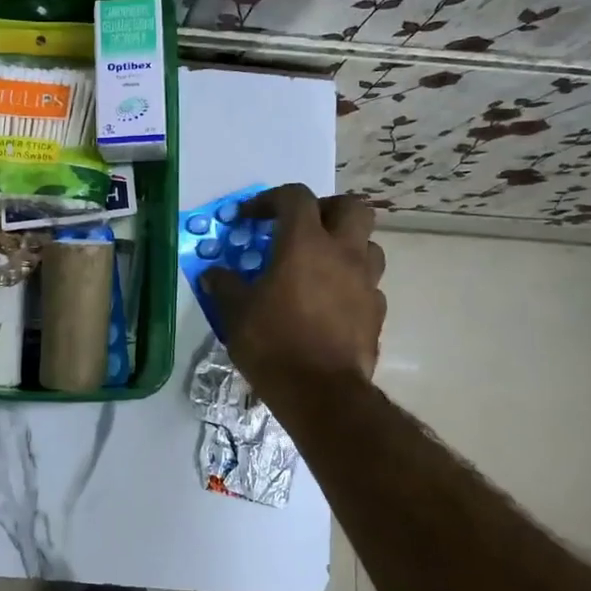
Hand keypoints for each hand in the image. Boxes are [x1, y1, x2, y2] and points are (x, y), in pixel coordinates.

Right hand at [199, 186, 385, 396]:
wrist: (321, 393)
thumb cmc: (273, 343)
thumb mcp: (235, 313)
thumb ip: (224, 286)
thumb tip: (213, 274)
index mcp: (305, 243)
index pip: (295, 197)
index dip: (271, 199)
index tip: (251, 218)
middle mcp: (342, 253)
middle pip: (351, 207)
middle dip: (326, 209)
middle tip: (302, 228)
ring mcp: (366, 283)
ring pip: (368, 245)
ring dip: (346, 245)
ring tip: (320, 264)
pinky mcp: (376, 312)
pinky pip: (368, 284)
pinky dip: (351, 284)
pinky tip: (331, 302)